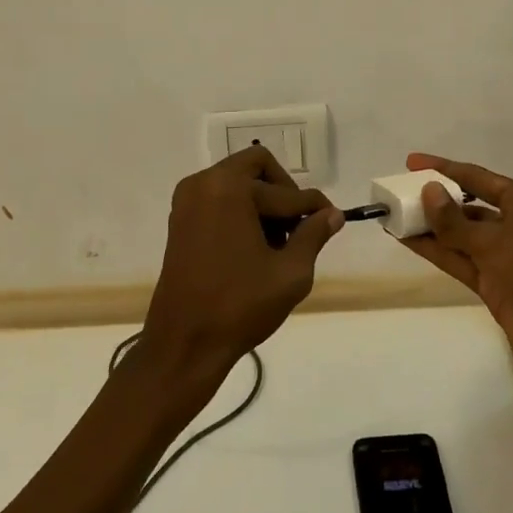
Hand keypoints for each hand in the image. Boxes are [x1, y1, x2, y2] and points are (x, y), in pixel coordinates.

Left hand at [139, 147, 343, 383]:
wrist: (183, 344)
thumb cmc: (239, 306)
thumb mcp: (290, 272)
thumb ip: (313, 235)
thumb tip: (332, 214)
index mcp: (229, 188)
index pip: (285, 192)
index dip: (313, 206)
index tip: (332, 219)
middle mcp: (204, 183)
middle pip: (256, 168)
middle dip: (283, 192)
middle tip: (298, 227)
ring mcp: (187, 201)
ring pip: (237, 182)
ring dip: (262, 202)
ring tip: (278, 243)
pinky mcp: (180, 220)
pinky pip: (219, 198)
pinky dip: (241, 211)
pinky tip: (255, 246)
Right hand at [399, 152, 512, 390]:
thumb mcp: (496, 239)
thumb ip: (456, 221)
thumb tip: (427, 190)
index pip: (476, 178)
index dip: (444, 168)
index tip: (411, 162)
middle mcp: (512, 224)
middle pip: (466, 206)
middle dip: (434, 200)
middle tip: (396, 192)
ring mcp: (502, 257)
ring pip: (458, 235)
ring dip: (429, 227)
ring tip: (393, 215)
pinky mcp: (493, 285)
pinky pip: (458, 261)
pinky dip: (434, 251)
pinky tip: (407, 241)